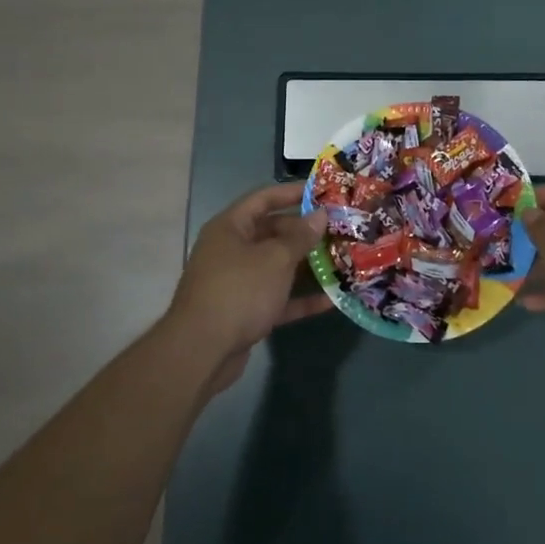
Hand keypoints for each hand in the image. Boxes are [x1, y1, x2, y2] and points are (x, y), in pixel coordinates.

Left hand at [165, 182, 331, 387]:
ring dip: (307, 266)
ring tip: (342, 261)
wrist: (202, 351)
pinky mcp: (245, 312)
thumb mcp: (275, 259)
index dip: (293, 192)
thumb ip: (300, 237)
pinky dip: (300, 298)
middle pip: (273, 233)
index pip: (264, 199)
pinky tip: (331, 300)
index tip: (324, 192)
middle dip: (306, 233)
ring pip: (277, 267)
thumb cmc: (239, 291)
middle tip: (340, 230)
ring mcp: (238, 282)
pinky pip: (277, 298)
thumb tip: (320, 215)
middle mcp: (231, 250)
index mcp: (230, 228)